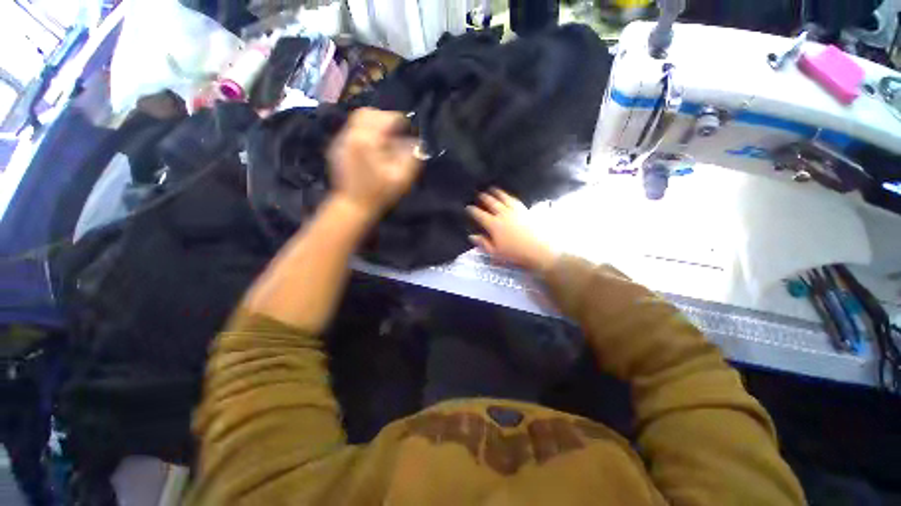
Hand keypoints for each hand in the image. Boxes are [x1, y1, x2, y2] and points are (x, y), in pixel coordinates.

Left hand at [327, 108, 421, 218]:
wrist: (353, 206)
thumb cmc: (379, 193)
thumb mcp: (401, 177)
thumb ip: (412, 156)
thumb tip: (417, 142)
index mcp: (368, 139)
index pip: (387, 118)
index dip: (402, 122)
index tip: (409, 131)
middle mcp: (352, 134)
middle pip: (368, 113)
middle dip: (385, 118)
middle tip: (396, 131)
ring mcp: (342, 140)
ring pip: (358, 119)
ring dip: (374, 123)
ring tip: (385, 138)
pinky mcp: (337, 147)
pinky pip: (352, 130)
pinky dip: (365, 132)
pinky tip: (372, 147)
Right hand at [467, 188, 556, 272]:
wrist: (540, 250)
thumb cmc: (515, 254)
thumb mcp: (496, 253)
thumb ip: (483, 243)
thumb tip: (472, 236)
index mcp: (494, 225)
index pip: (480, 215)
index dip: (472, 210)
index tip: (468, 207)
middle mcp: (503, 214)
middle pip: (491, 203)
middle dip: (484, 198)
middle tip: (479, 194)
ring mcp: (516, 211)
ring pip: (504, 198)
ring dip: (497, 193)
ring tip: (493, 189)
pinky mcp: (526, 211)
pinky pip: (516, 201)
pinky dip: (510, 197)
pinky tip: (509, 197)